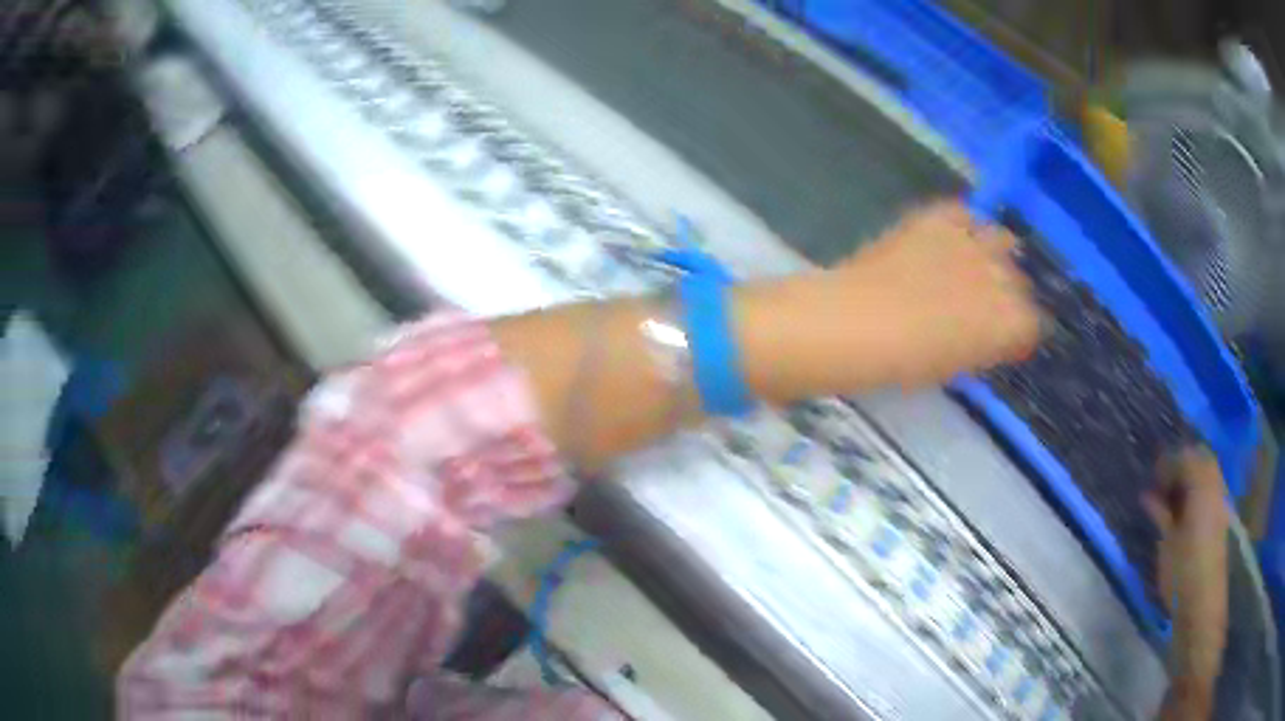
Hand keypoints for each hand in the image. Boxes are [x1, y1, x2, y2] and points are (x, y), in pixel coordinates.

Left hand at [827, 200, 1039, 386]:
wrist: (857, 321)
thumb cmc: (904, 361)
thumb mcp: (955, 365)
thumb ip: (985, 346)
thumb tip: (995, 336)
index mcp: (1010, 324)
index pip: (1032, 323)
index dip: (1017, 331)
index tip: (1003, 336)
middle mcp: (1003, 277)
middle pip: (1019, 282)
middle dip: (1007, 295)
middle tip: (982, 305)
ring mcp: (973, 241)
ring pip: (1002, 241)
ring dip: (994, 255)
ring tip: (973, 268)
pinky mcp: (941, 217)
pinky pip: (966, 214)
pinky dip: (964, 225)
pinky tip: (951, 239)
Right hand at [1145, 447, 1229, 717]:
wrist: (1201, 606)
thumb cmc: (1181, 574)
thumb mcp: (1167, 544)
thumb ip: (1160, 514)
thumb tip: (1147, 494)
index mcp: (1201, 488)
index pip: (1186, 457)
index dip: (1167, 463)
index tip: (1151, 478)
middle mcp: (1214, 488)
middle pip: (1200, 460)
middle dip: (1180, 466)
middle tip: (1160, 486)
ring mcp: (1219, 504)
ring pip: (1206, 475)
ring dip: (1188, 480)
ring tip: (1168, 501)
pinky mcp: (1219, 520)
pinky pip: (1209, 492)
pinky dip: (1195, 494)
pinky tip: (1182, 514)